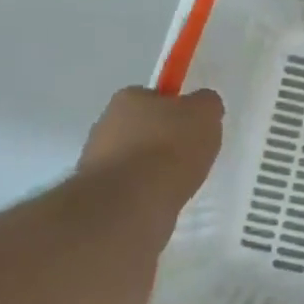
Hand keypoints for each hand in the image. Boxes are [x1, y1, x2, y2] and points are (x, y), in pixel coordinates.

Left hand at [80, 87, 224, 203]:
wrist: (130, 206)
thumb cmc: (169, 148)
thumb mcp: (205, 113)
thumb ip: (207, 104)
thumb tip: (202, 106)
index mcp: (127, 98)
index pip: (154, 97)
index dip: (176, 111)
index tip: (193, 128)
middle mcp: (105, 125)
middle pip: (143, 129)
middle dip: (163, 142)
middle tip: (190, 156)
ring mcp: (96, 163)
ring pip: (135, 161)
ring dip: (153, 171)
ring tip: (179, 185)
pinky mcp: (98, 197)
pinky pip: (130, 190)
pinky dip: (146, 195)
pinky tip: (162, 202)